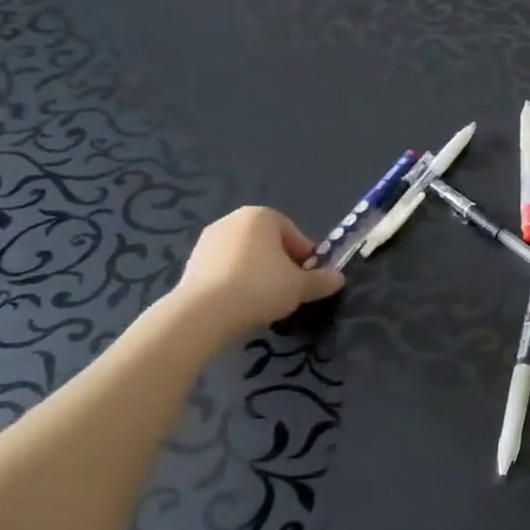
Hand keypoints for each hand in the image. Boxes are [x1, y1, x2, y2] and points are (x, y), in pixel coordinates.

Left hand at [173, 206, 343, 336]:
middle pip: (268, 243)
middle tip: (290, 289)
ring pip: (246, 256)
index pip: (293, 233)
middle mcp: (233, 220)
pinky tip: (241, 304)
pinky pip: (225, 269)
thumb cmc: (261, 287)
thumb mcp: (302, 287)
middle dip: (281, 263)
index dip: (306, 257)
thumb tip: (338, 279)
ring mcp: (208, 240)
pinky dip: (236, 282)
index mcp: (262, 216)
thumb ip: (322, 281)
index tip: (309, 279)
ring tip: (265, 301)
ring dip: (258, 273)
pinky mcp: (191, 262)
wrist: (204, 313)